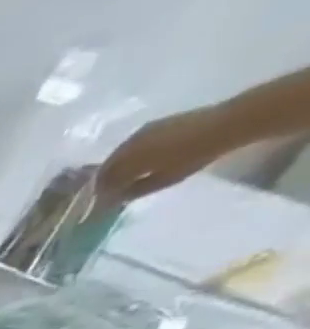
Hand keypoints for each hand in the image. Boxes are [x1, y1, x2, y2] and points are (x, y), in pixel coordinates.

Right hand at [95, 106, 238, 202]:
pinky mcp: (154, 125)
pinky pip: (130, 145)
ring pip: (117, 156)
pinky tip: (134, 163)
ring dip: (115, 168)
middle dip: (104, 181)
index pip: (103, 182)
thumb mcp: (163, 180)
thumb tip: (116, 198)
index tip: (101, 206)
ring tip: (121, 179)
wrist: (228, 123)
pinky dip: (127, 157)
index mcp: (127, 161)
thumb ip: (135, 190)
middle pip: (107, 168)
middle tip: (107, 194)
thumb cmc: (194, 156)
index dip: (100, 195)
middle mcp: (128, 145)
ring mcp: (141, 133)